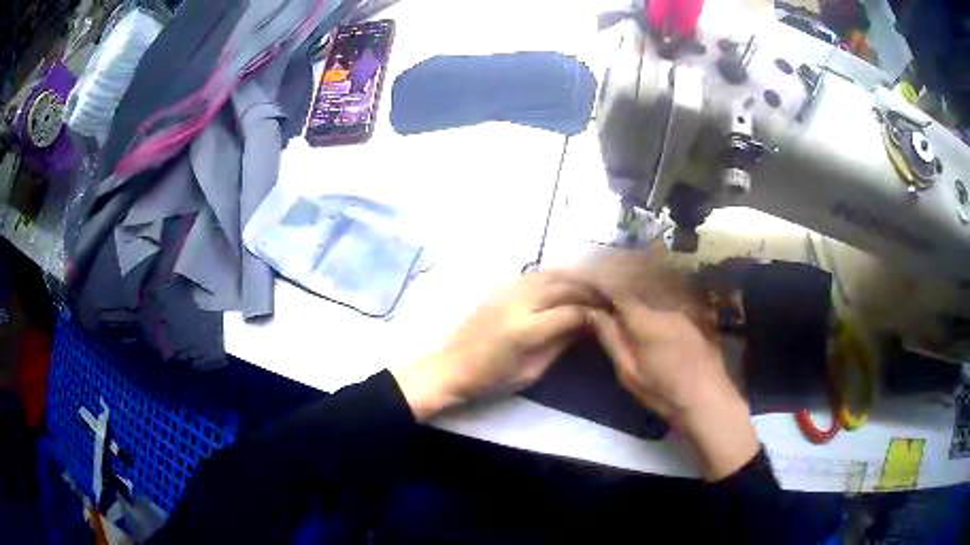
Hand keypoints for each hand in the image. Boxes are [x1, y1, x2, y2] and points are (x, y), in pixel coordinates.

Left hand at [392, 271, 608, 421]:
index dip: (594, 315)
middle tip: (608, 300)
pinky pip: (536, 274)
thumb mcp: (532, 370)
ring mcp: (508, 290)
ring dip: (576, 280)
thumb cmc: (493, 378)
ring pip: (551, 275)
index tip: (609, 318)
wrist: (453, 366)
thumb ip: (561, 343)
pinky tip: (567, 285)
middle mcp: (518, 302)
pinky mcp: (501, 287)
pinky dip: (556, 276)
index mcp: (526, 329)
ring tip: (593, 290)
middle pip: (564, 287)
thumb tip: (587, 325)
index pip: (571, 312)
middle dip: (590, 292)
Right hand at [588, 297, 758, 480]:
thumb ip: (611, 338)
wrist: (707, 400)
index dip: (603, 285)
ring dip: (639, 303)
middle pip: (637, 292)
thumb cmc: (663, 392)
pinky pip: (668, 309)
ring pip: (654, 300)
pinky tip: (655, 328)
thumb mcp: (629, 371)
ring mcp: (682, 314)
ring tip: (631, 317)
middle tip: (607, 304)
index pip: (619, 291)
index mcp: (645, 320)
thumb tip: (593, 312)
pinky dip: (656, 311)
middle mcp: (665, 308)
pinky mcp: (694, 322)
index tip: (590, 286)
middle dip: (620, 293)